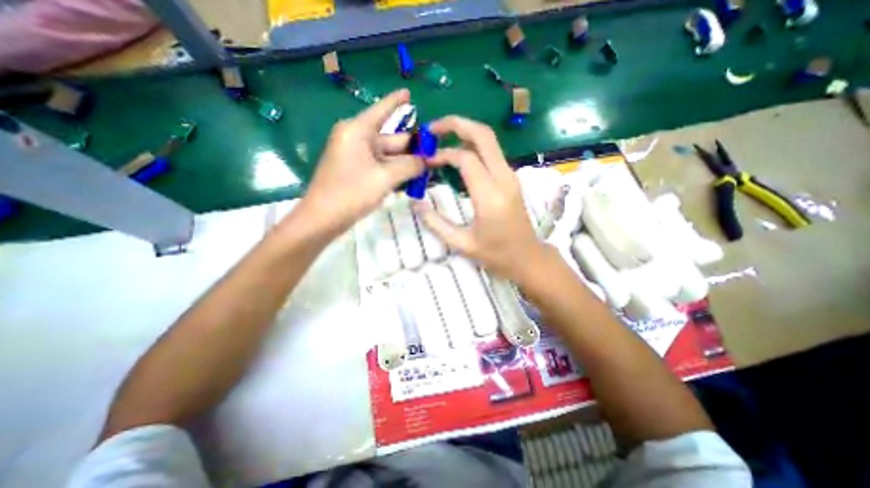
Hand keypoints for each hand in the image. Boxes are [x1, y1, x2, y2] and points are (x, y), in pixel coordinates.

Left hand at [295, 89, 426, 238]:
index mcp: (358, 131)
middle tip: (435, 154)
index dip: (396, 101)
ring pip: (388, 155)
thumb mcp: (385, 178)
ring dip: (406, 162)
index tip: (409, 93)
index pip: (381, 110)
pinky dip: (395, 171)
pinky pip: (381, 166)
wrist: (323, 218)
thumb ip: (409, 166)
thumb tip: (427, 160)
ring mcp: (356, 156)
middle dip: (412, 147)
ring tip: (428, 168)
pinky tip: (411, 178)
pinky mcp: (357, 171)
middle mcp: (356, 139)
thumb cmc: (352, 193)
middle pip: (390, 138)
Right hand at [414, 116, 549, 283]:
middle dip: (456, 124)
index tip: (426, 160)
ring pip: (489, 140)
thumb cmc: (496, 254)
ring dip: (465, 132)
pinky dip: (473, 146)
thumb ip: (435, 223)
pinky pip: (492, 152)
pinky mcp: (511, 178)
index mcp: (490, 196)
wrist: (528, 257)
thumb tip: (415, 203)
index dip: (442, 154)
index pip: (466, 158)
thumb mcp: (461, 243)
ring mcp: (511, 176)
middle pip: (483, 135)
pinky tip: (457, 155)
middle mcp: (504, 179)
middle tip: (433, 129)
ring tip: (441, 139)